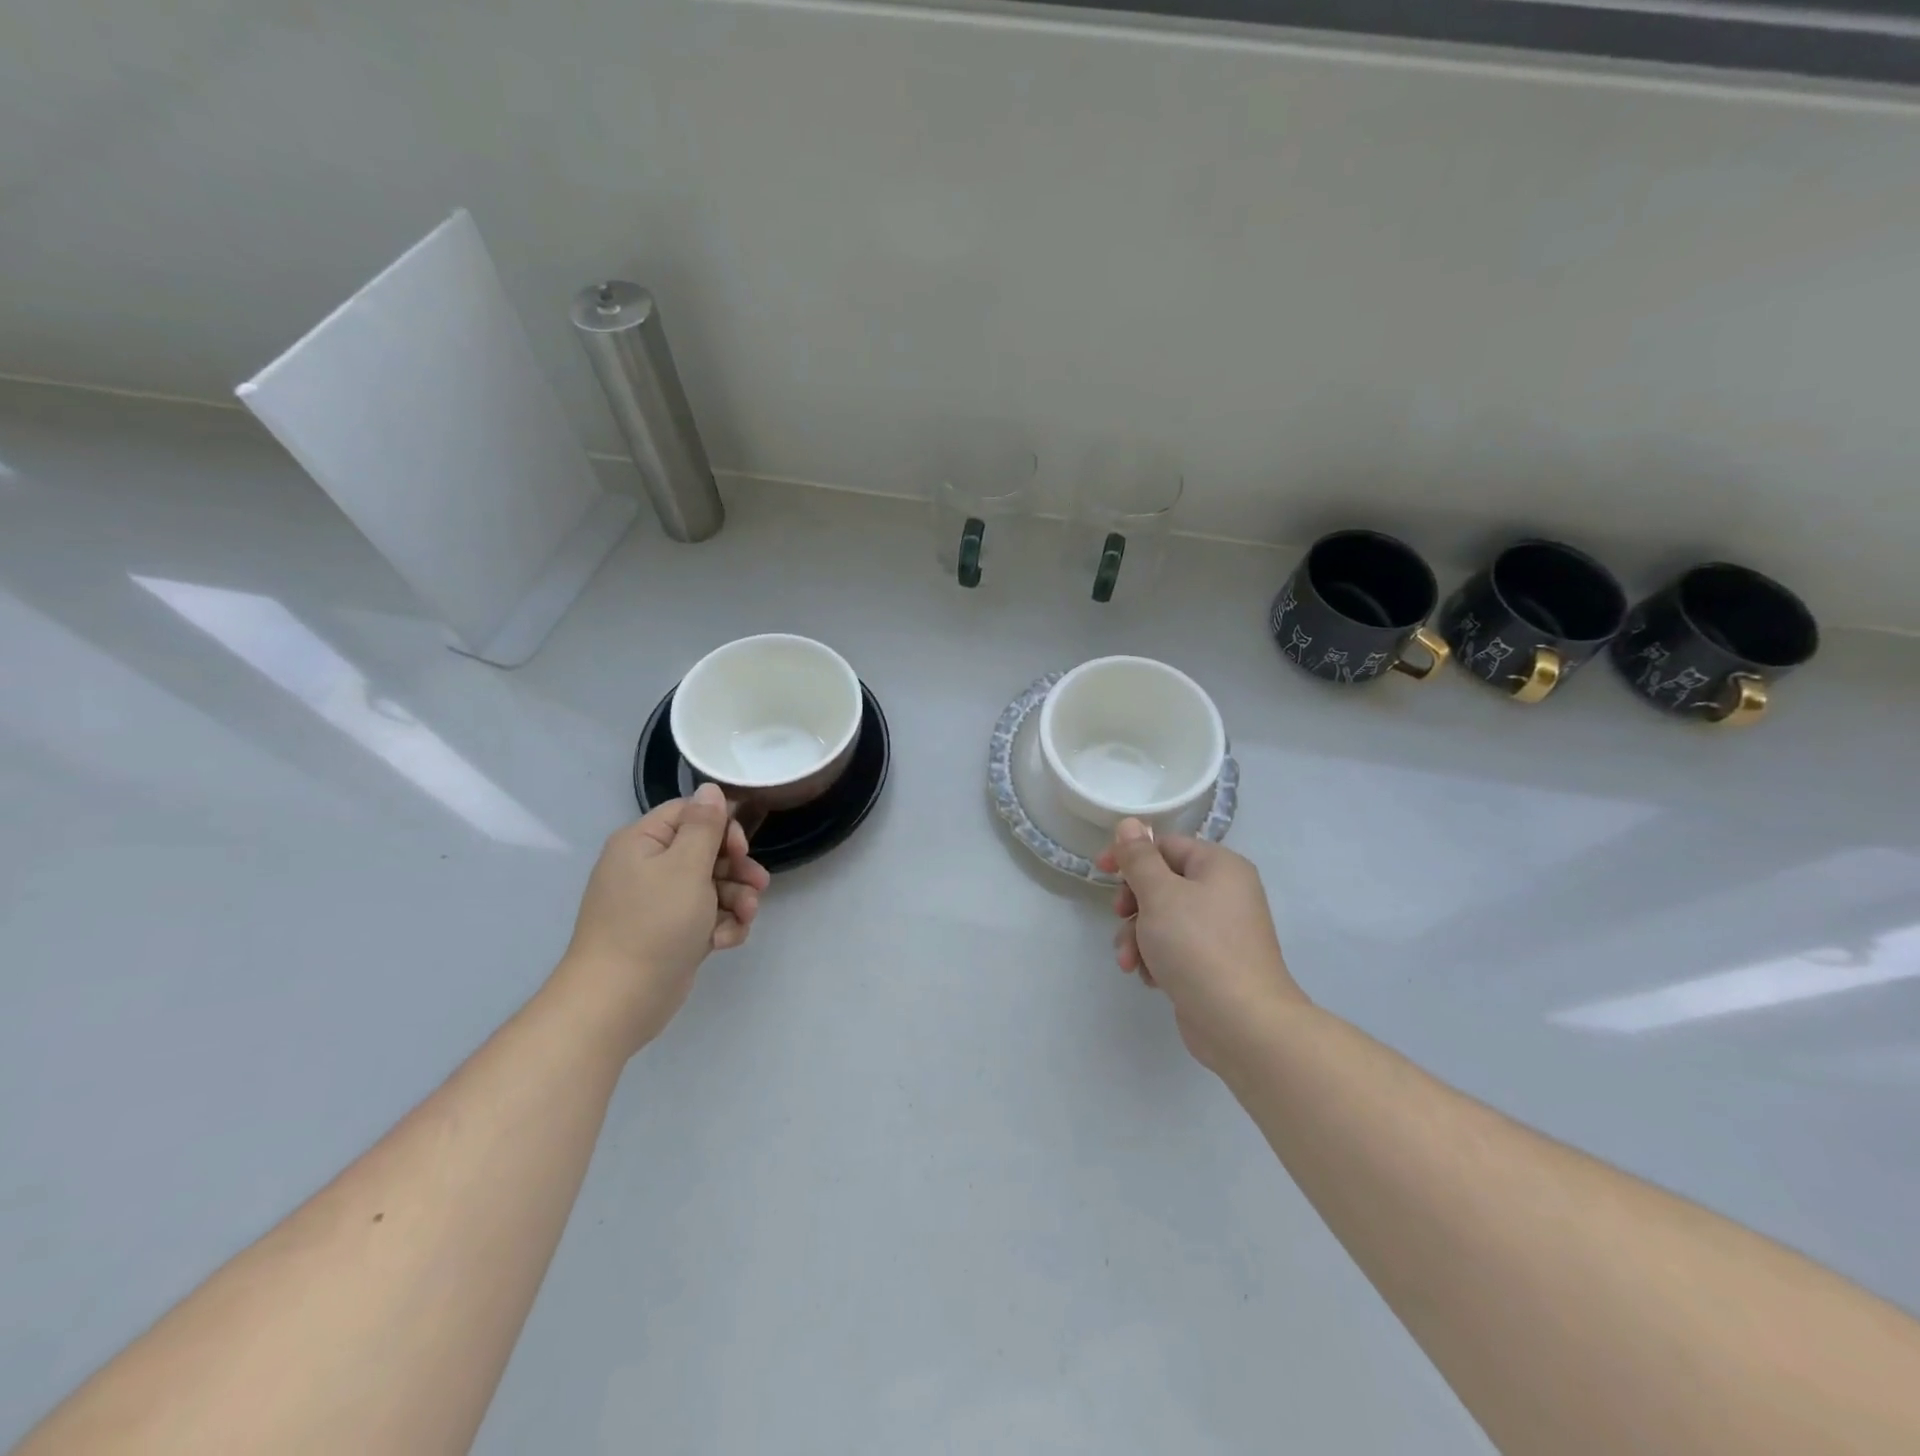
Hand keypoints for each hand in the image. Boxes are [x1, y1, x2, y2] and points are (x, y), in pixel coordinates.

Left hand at [554, 783, 771, 1057]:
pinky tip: (724, 942)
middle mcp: (648, 867)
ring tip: (745, 918)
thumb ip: (704, 826)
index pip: (690, 814)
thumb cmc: (653, 924)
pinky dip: (720, 926)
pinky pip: (704, 917)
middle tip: (757, 884)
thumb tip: (709, 788)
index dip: (721, 827)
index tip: (740, 849)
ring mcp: (658, 903)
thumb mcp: (685, 867)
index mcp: (643, 842)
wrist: (617, 1001)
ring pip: (711, 887)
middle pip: (706, 851)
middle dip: (736, 869)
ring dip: (735, 900)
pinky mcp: (670, 934)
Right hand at [1096, 821, 1305, 1071]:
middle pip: (1162, 883)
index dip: (1130, 855)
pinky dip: (1156, 958)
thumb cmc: (1198, 947)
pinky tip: (1150, 979)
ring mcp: (1220, 931)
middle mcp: (1224, 893)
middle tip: (1120, 917)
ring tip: (1131, 962)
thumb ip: (1139, 858)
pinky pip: (1174, 948)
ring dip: (1138, 937)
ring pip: (1162, 919)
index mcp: (1219, 867)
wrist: (1242, 1024)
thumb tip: (1130, 823)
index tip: (1100, 872)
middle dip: (1133, 904)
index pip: (1166, 845)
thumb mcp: (1160, 894)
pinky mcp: (1212, 964)